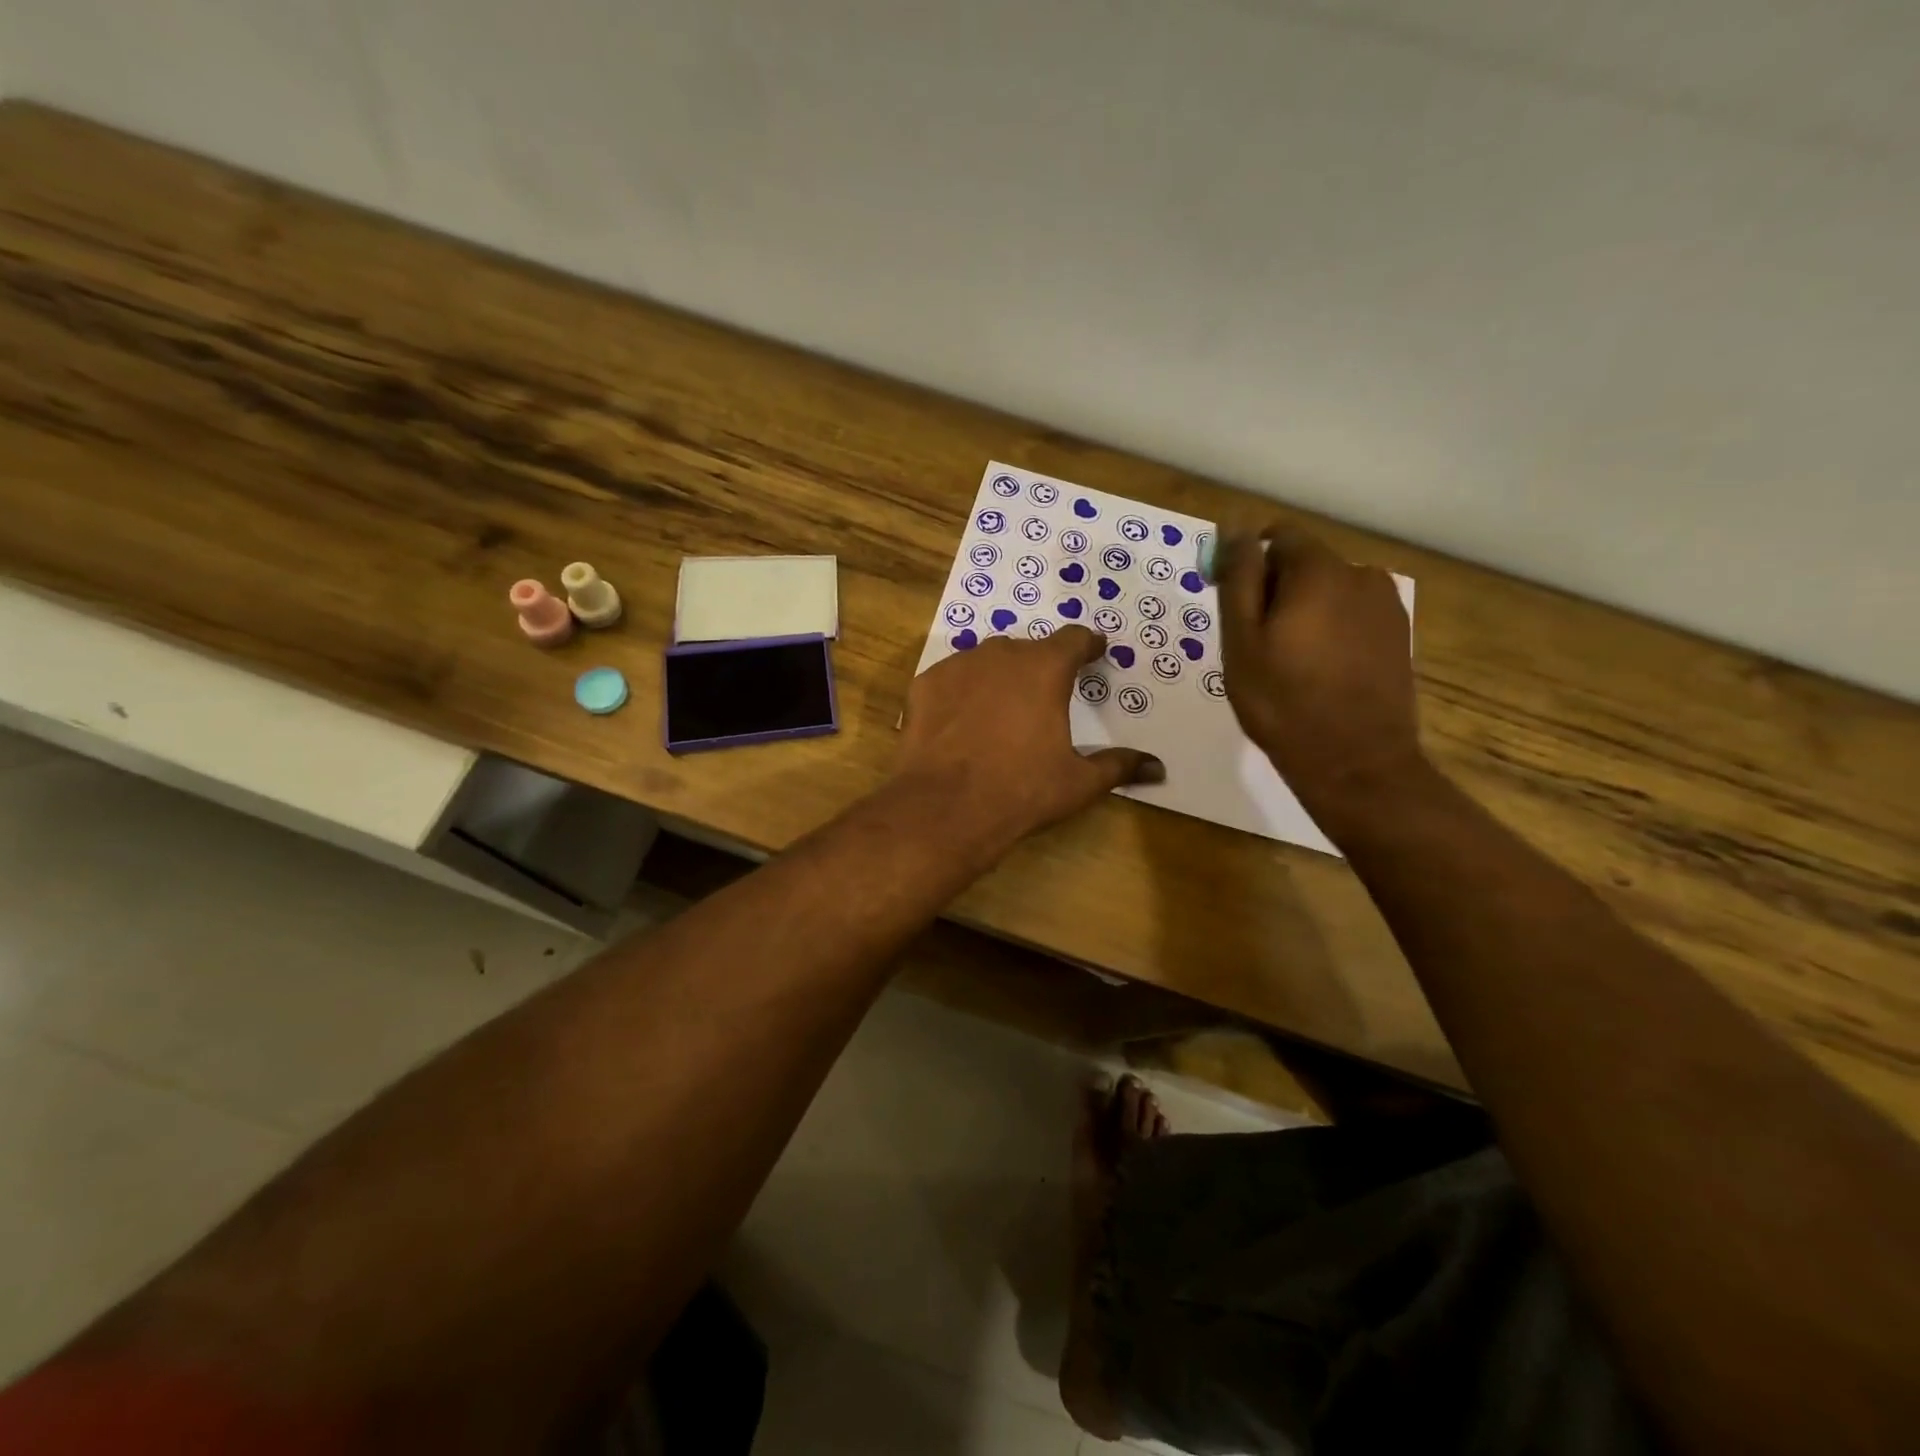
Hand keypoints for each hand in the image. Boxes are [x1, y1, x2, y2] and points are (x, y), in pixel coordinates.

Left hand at [897, 627, 1162, 853]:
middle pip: (1028, 649)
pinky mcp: (925, 684)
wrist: (945, 808)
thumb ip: (1118, 766)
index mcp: (1045, 668)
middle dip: (1040, 666)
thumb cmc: (1022, 791)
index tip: (1095, 651)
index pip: (1074, 639)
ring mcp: (957, 666)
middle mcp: (1001, 654)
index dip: (1087, 645)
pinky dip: (961, 693)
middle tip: (1045, 694)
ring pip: (986, 660)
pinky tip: (961, 721)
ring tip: (1002, 708)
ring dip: (999, 676)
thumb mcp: (1078, 782)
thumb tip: (1158, 768)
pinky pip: (951, 679)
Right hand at [1217, 524, 1423, 825]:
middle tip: (1257, 645)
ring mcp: (1386, 606)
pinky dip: (1330, 631)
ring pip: (1329, 591)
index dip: (1249, 565)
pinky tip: (1319, 671)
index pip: (1278, 538)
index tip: (1235, 607)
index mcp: (1319, 570)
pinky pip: (1351, 616)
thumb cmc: (1283, 702)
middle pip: (1305, 564)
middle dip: (1276, 591)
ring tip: (1289, 662)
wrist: (1355, 763)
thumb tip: (1234, 527)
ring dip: (1304, 612)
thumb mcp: (1242, 640)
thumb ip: (1239, 577)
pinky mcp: (1398, 635)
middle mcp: (1361, 574)